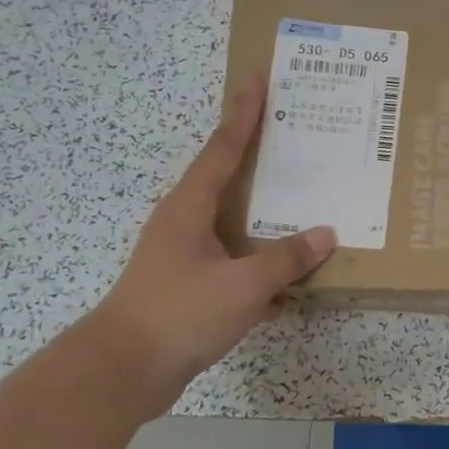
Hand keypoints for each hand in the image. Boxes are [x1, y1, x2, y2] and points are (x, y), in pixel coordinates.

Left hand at [97, 76, 335, 416]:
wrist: (123, 370)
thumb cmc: (180, 314)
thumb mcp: (242, 285)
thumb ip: (285, 259)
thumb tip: (324, 235)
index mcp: (190, 207)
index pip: (223, 148)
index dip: (243, 113)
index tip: (256, 77)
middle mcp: (183, 223)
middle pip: (226, 179)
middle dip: (257, 158)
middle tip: (292, 135)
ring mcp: (183, 257)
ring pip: (232, 225)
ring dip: (263, 215)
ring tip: (300, 203)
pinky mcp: (187, 288)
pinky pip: (233, 263)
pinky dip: (259, 263)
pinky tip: (288, 278)